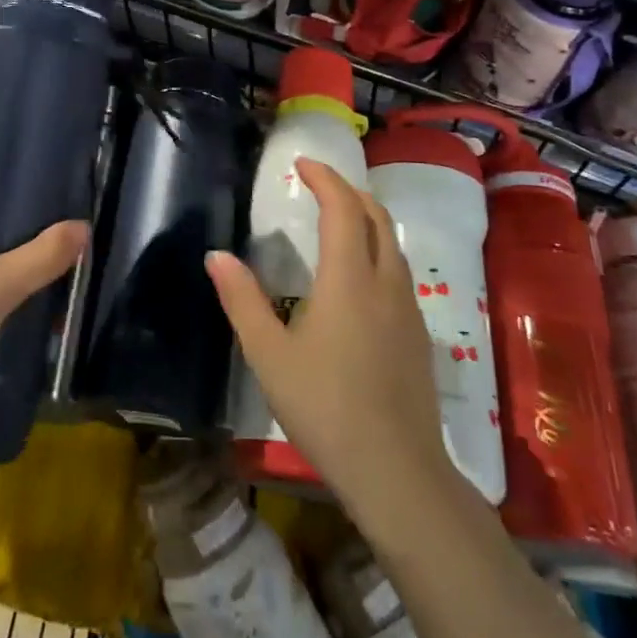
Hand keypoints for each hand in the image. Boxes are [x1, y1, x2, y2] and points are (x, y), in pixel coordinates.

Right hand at [206, 158, 456, 519]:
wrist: (397, 472)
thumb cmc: (324, 408)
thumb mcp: (268, 355)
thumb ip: (242, 300)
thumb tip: (216, 255)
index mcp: (349, 279)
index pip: (343, 208)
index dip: (325, 179)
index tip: (301, 164)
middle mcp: (385, 283)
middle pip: (376, 217)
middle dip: (349, 191)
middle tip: (319, 185)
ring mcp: (409, 310)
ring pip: (393, 244)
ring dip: (367, 219)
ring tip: (339, 221)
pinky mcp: (420, 336)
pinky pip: (399, 272)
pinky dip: (378, 250)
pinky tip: (360, 278)